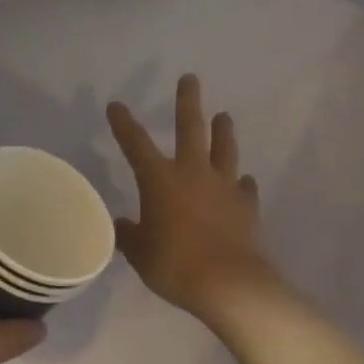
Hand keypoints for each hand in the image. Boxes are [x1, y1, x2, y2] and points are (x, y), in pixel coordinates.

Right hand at [108, 75, 279, 325]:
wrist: (231, 285)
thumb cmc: (175, 266)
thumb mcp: (140, 254)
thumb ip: (129, 235)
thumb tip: (121, 225)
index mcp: (160, 180)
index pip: (136, 144)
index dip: (124, 124)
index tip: (116, 105)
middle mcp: (193, 174)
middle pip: (191, 129)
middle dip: (187, 102)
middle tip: (190, 79)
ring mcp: (224, 188)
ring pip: (224, 150)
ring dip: (223, 132)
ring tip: (224, 116)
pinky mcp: (247, 207)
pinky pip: (244, 188)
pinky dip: (242, 183)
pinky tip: (243, 181)